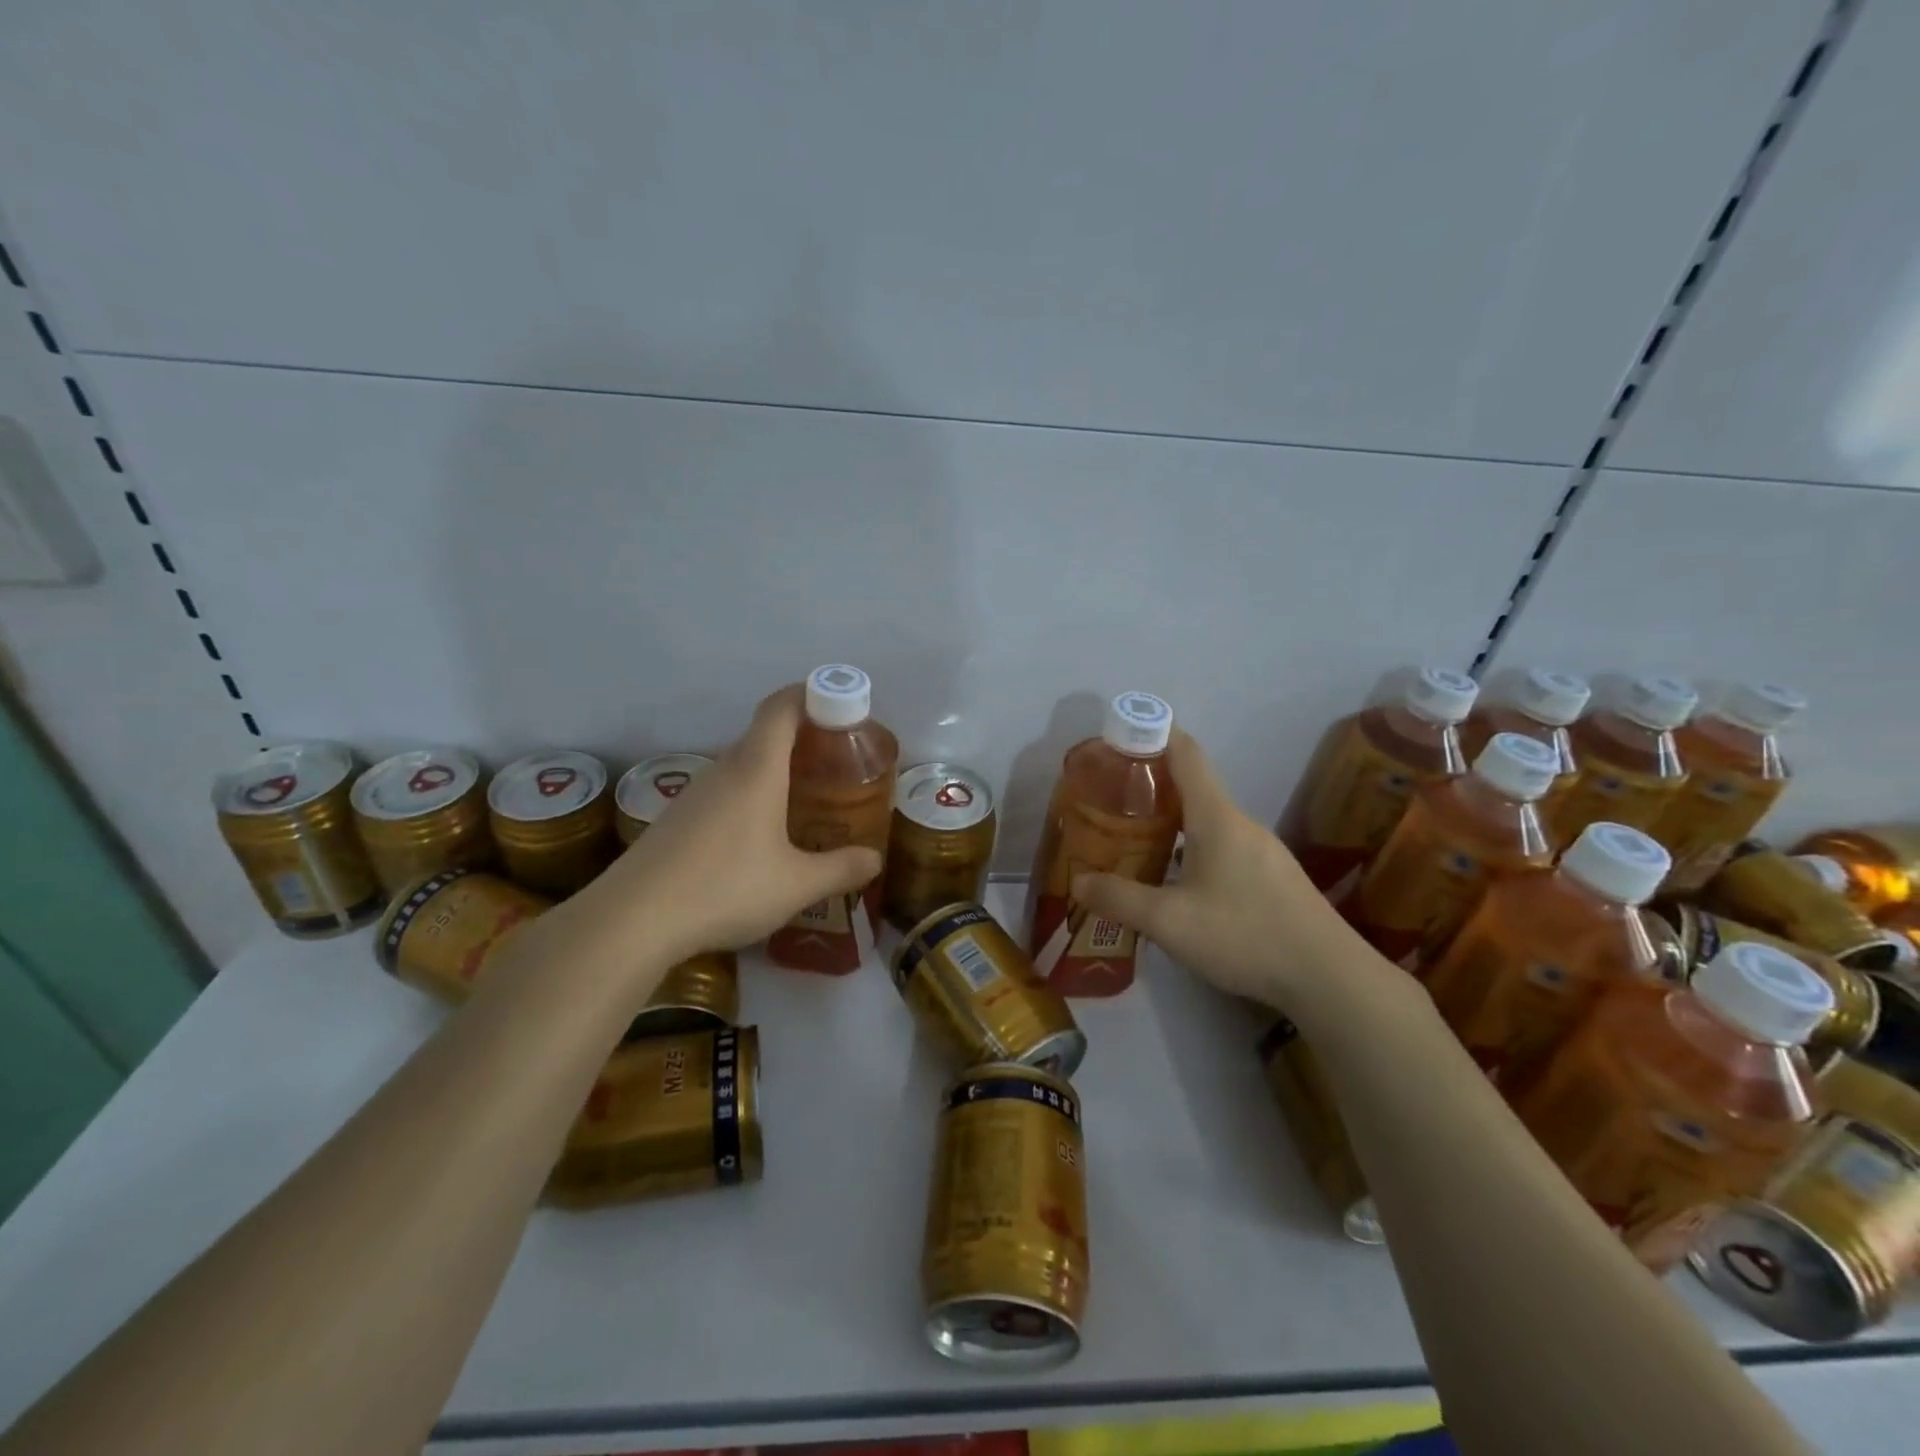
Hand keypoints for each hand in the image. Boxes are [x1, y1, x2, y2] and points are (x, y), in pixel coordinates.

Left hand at [581, 685, 882, 964]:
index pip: (782, 708)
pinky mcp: (676, 820)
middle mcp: (724, 771)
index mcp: (756, 770)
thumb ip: (840, 869)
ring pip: (741, 765)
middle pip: (763, 735)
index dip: (810, 694)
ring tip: (803, 798)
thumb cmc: (725, 888)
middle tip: (834, 761)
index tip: (840, 704)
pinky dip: (749, 796)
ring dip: (773, 770)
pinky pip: (722, 791)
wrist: (632, 920)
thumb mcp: (796, 885)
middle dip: (801, 738)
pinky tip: (758, 836)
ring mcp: (694, 795)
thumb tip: (875, 859)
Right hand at [1071, 730, 1380, 1008]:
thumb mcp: (1169, 922)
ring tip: (1135, 839)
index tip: (1121, 736)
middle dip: (1152, 785)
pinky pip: (1223, 844)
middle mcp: (1240, 824)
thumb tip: (1079, 883)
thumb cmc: (1245, 935)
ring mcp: (1261, 850)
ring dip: (1171, 819)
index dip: (1154, 734)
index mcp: (1216, 817)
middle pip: (1194, 786)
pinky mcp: (1271, 876)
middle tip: (1111, 799)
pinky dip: (1191, 845)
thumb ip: (1120, 899)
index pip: (1185, 753)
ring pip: (1208, 820)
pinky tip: (1176, 880)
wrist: (1329, 977)